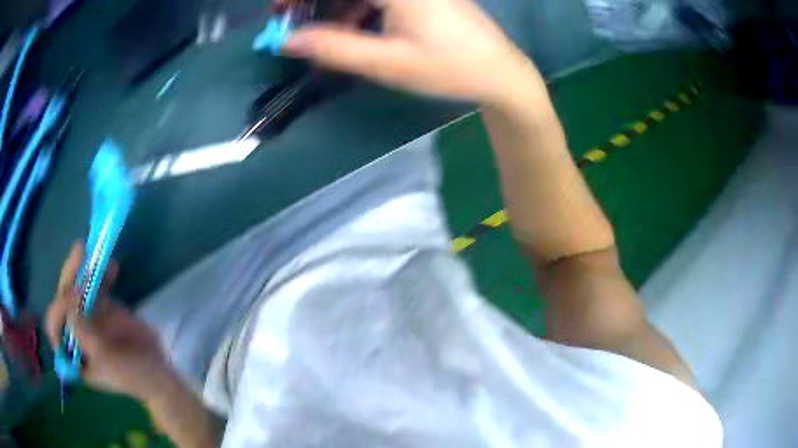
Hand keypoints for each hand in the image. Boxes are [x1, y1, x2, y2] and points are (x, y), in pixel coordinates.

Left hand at [46, 243, 172, 400]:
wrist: (158, 371)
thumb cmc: (134, 377)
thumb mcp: (110, 364)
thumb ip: (88, 339)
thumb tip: (70, 312)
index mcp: (72, 353)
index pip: (54, 327)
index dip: (59, 310)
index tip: (77, 299)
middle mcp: (74, 333)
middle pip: (63, 301)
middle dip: (69, 278)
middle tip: (79, 254)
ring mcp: (88, 319)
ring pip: (77, 289)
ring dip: (82, 269)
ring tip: (88, 250)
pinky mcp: (102, 308)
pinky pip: (97, 286)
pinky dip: (103, 274)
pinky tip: (112, 266)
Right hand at [282, 0, 540, 104]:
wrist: (499, 72)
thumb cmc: (449, 68)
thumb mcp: (388, 63)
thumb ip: (334, 48)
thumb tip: (287, 41)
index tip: (278, 11)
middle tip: (288, 17)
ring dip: (332, 3)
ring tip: (313, 28)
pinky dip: (354, 6)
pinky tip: (347, 25)